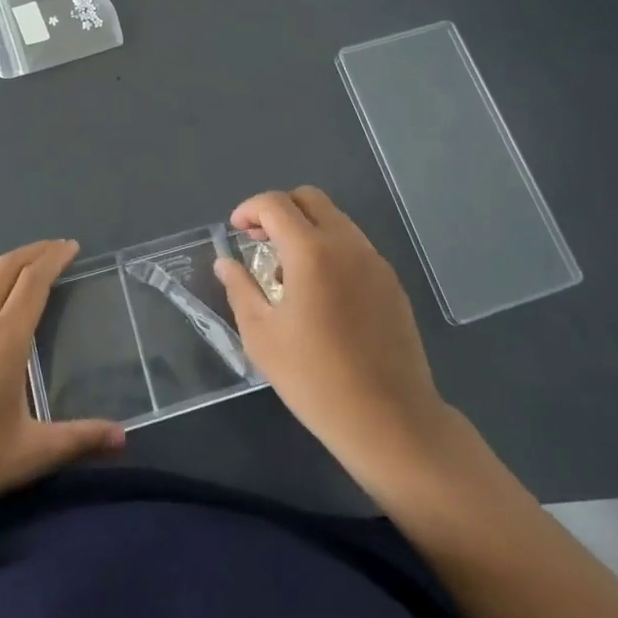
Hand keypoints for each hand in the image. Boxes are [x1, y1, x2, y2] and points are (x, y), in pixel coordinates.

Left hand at [0, 239, 123, 529]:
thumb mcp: (27, 456)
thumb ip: (77, 440)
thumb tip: (124, 437)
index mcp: (4, 339)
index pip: (34, 280)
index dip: (54, 258)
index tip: (72, 247)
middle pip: (6, 268)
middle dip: (34, 251)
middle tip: (57, 249)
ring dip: (7, 267)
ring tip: (25, 271)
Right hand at [216, 188, 456, 497]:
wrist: (389, 419)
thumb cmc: (315, 379)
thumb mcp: (262, 336)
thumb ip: (240, 289)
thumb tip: (226, 262)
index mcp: (311, 251)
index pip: (275, 203)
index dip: (249, 209)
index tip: (236, 231)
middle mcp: (347, 244)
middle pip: (310, 198)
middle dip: (279, 210)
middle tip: (260, 241)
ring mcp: (374, 261)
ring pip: (335, 219)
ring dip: (306, 228)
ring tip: (288, 273)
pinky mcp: (391, 282)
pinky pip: (354, 246)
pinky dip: (330, 249)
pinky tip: (321, 293)